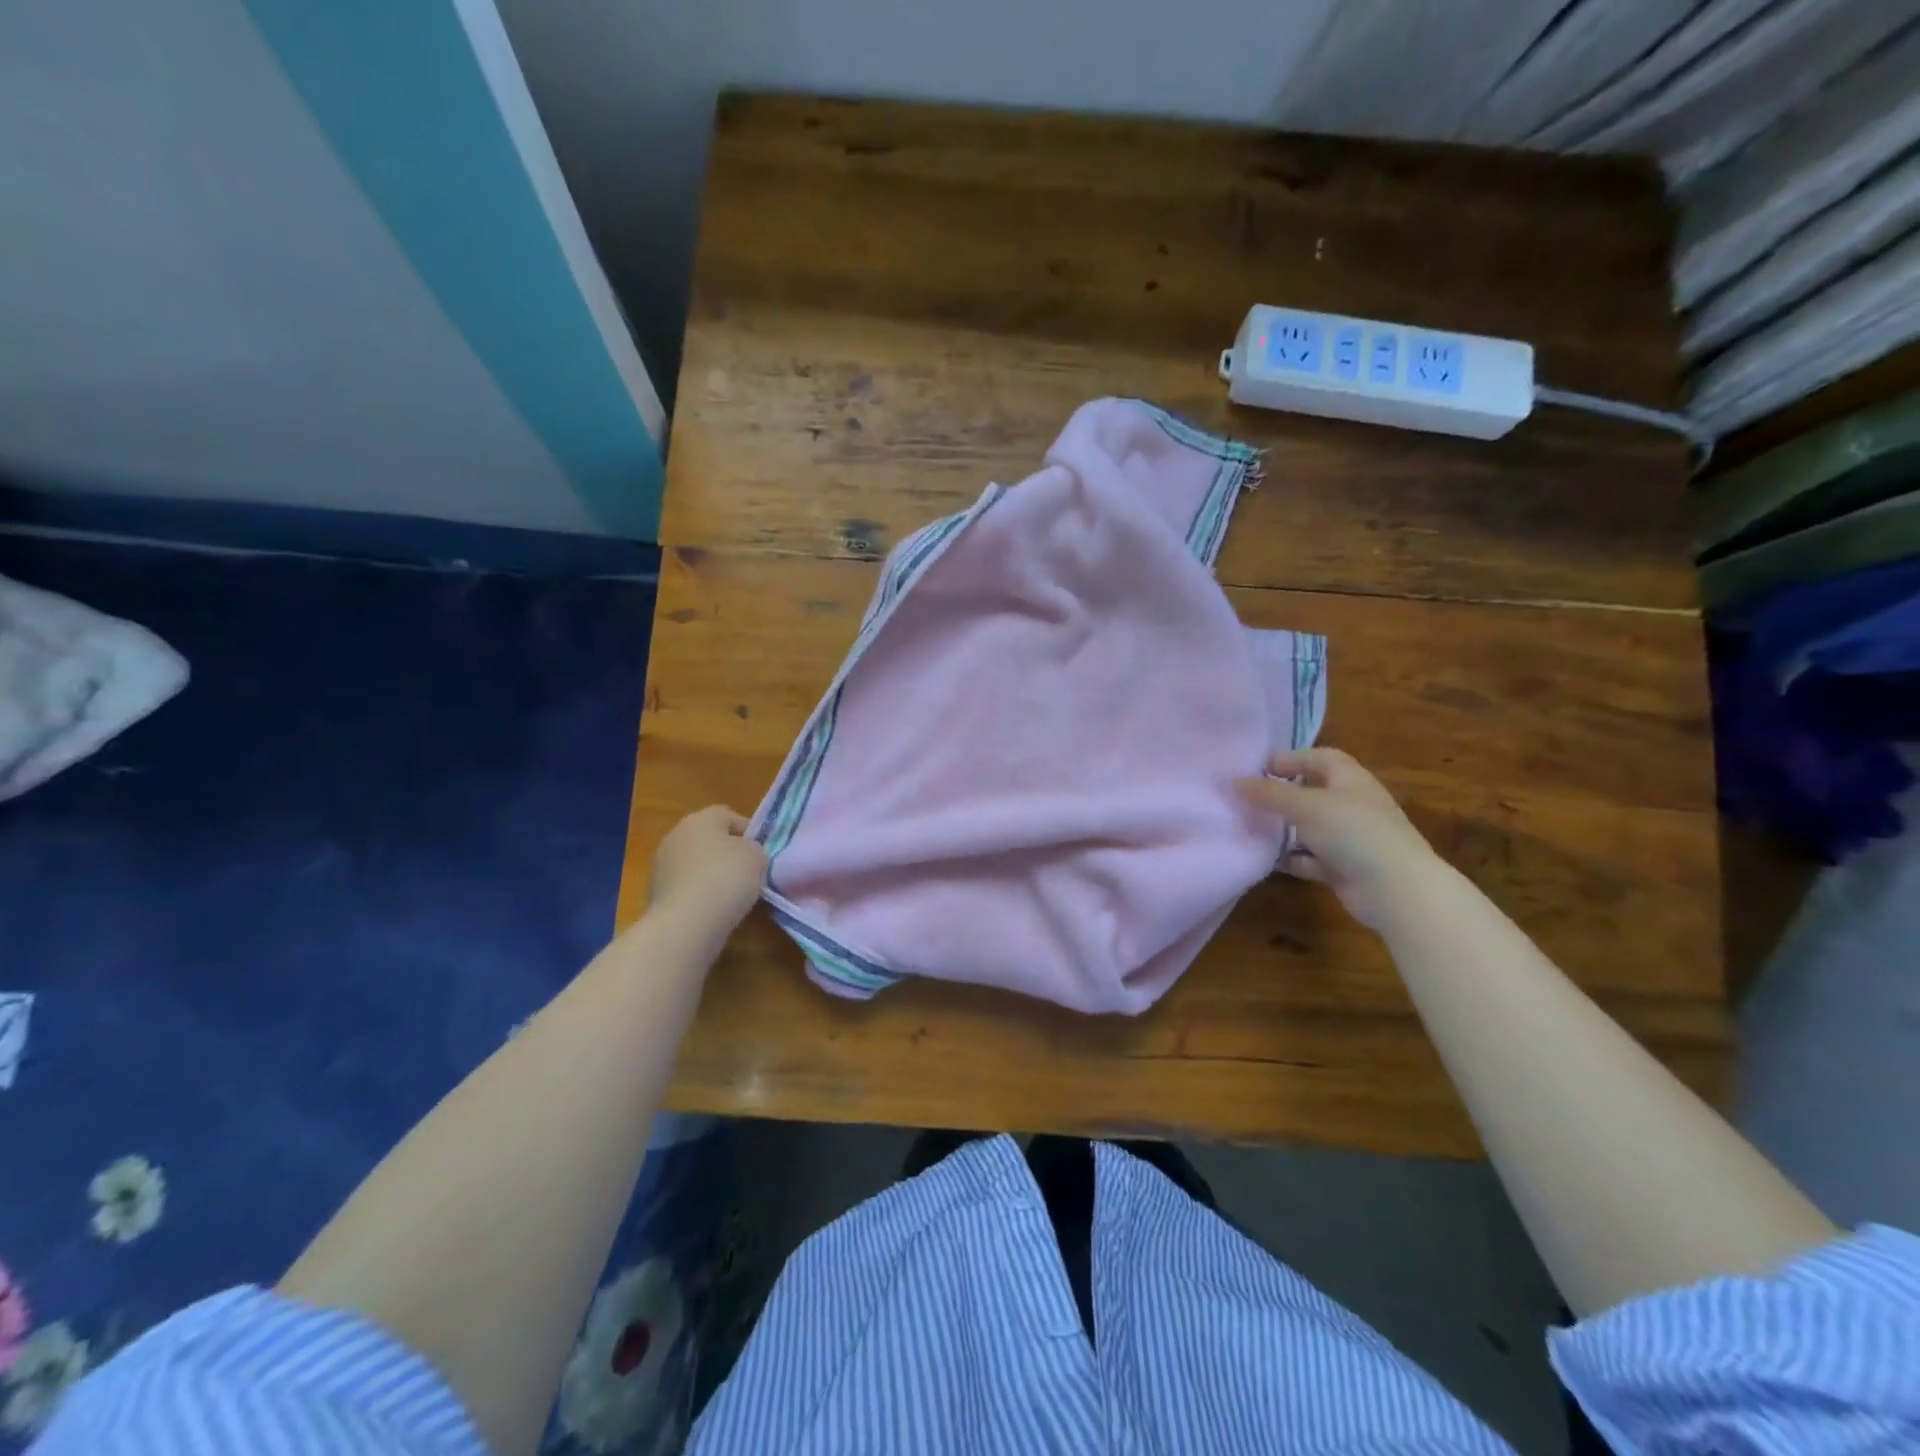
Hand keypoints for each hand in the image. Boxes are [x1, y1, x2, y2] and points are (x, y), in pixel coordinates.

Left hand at [649, 805, 766, 930]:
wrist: (685, 923)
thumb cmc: (726, 879)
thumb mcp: (756, 857)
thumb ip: (754, 849)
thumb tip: (745, 853)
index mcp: (701, 819)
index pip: (729, 816)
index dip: (748, 833)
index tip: (761, 854)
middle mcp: (676, 835)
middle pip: (709, 839)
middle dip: (727, 854)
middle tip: (747, 874)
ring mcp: (661, 864)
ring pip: (695, 864)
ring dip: (711, 875)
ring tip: (731, 896)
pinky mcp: (654, 892)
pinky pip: (685, 886)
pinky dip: (698, 894)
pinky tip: (711, 910)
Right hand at [1236, 748, 1440, 929]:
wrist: (1395, 888)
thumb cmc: (1352, 832)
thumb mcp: (1305, 806)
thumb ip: (1269, 793)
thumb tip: (1235, 781)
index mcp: (1351, 780)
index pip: (1321, 758)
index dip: (1292, 758)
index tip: (1259, 768)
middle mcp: (1352, 805)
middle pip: (1313, 792)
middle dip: (1283, 795)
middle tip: (1249, 798)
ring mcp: (1350, 838)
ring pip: (1310, 827)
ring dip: (1284, 828)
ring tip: (1251, 828)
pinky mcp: (1345, 868)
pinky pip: (1311, 859)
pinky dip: (1292, 859)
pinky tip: (1268, 860)